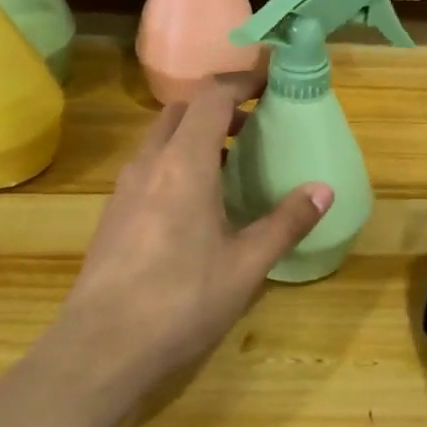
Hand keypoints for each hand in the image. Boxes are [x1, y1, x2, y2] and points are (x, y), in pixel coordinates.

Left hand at [44, 77, 332, 403]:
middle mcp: (149, 163)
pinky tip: (198, 203)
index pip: (211, 96)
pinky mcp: (114, 214)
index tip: (273, 79)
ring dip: (197, 135)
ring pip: (162, 139)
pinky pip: (150, 167)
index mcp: (184, 163)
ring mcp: (125, 188)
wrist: (101, 348)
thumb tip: (324, 189)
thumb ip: (286, 222)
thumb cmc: (181, 301)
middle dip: (219, 106)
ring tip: (233, 162)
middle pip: (182, 111)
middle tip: (255, 123)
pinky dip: (178, 162)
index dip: (243, 80)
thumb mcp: (246, 265)